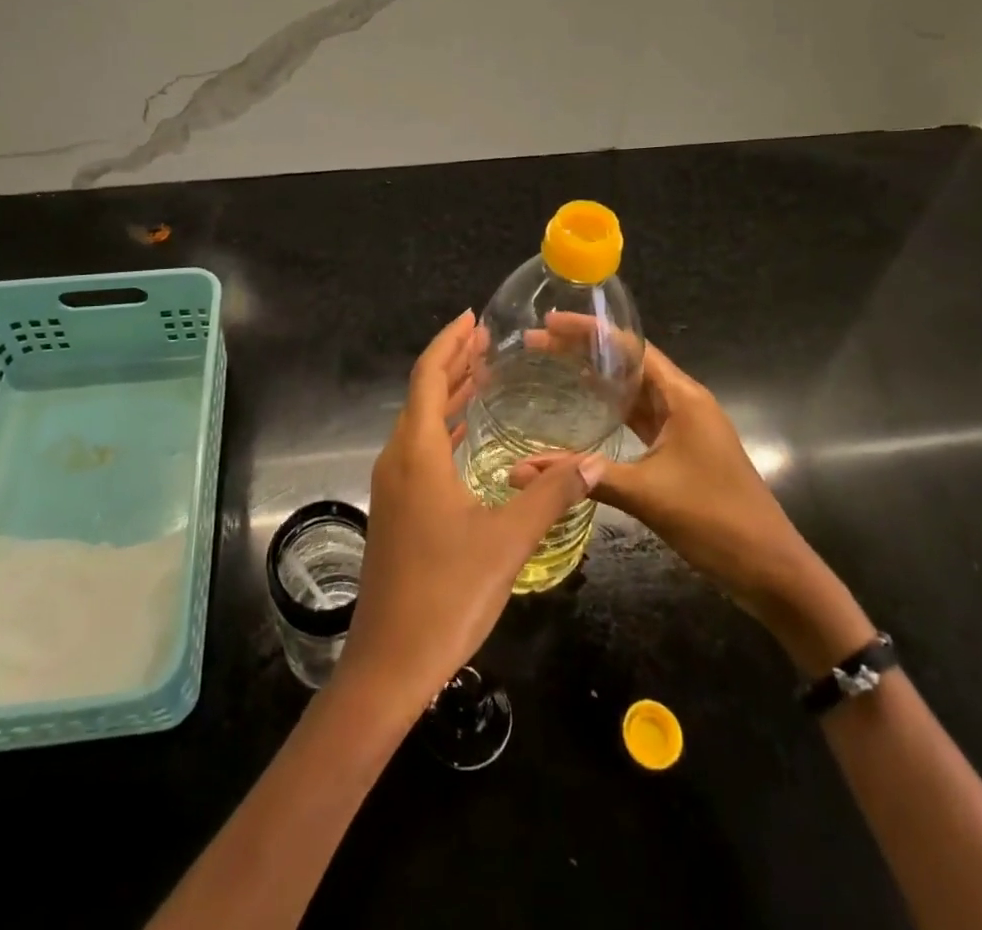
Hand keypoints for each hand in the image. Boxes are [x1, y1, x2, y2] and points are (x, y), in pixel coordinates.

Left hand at [336, 311, 604, 716]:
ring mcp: (393, 486)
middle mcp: (397, 459)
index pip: (429, 377)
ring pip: (420, 424)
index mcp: (416, 452)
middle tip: (486, 341)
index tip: (472, 318)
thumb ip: (551, 495)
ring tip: (483, 376)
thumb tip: (592, 460)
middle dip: (453, 363)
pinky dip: (444, 431)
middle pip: (423, 395)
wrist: (390, 662)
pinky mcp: (397, 510)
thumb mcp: (508, 540)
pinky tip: (467, 438)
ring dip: (449, 397)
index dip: (449, 343)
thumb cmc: (447, 593)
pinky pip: (420, 451)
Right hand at [510, 340, 870, 671]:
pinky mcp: (681, 448)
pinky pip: (640, 414)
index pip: (630, 347)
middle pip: (629, 361)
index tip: (551, 321)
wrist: (771, 569)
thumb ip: (583, 476)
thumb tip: (520, 470)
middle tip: (538, 340)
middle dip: (585, 348)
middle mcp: (684, 401)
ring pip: (633, 387)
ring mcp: (684, 425)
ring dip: (596, 374)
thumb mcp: (645, 494)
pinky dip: (611, 405)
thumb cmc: (715, 520)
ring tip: (552, 362)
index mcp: (683, 397)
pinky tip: (585, 405)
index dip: (590, 330)